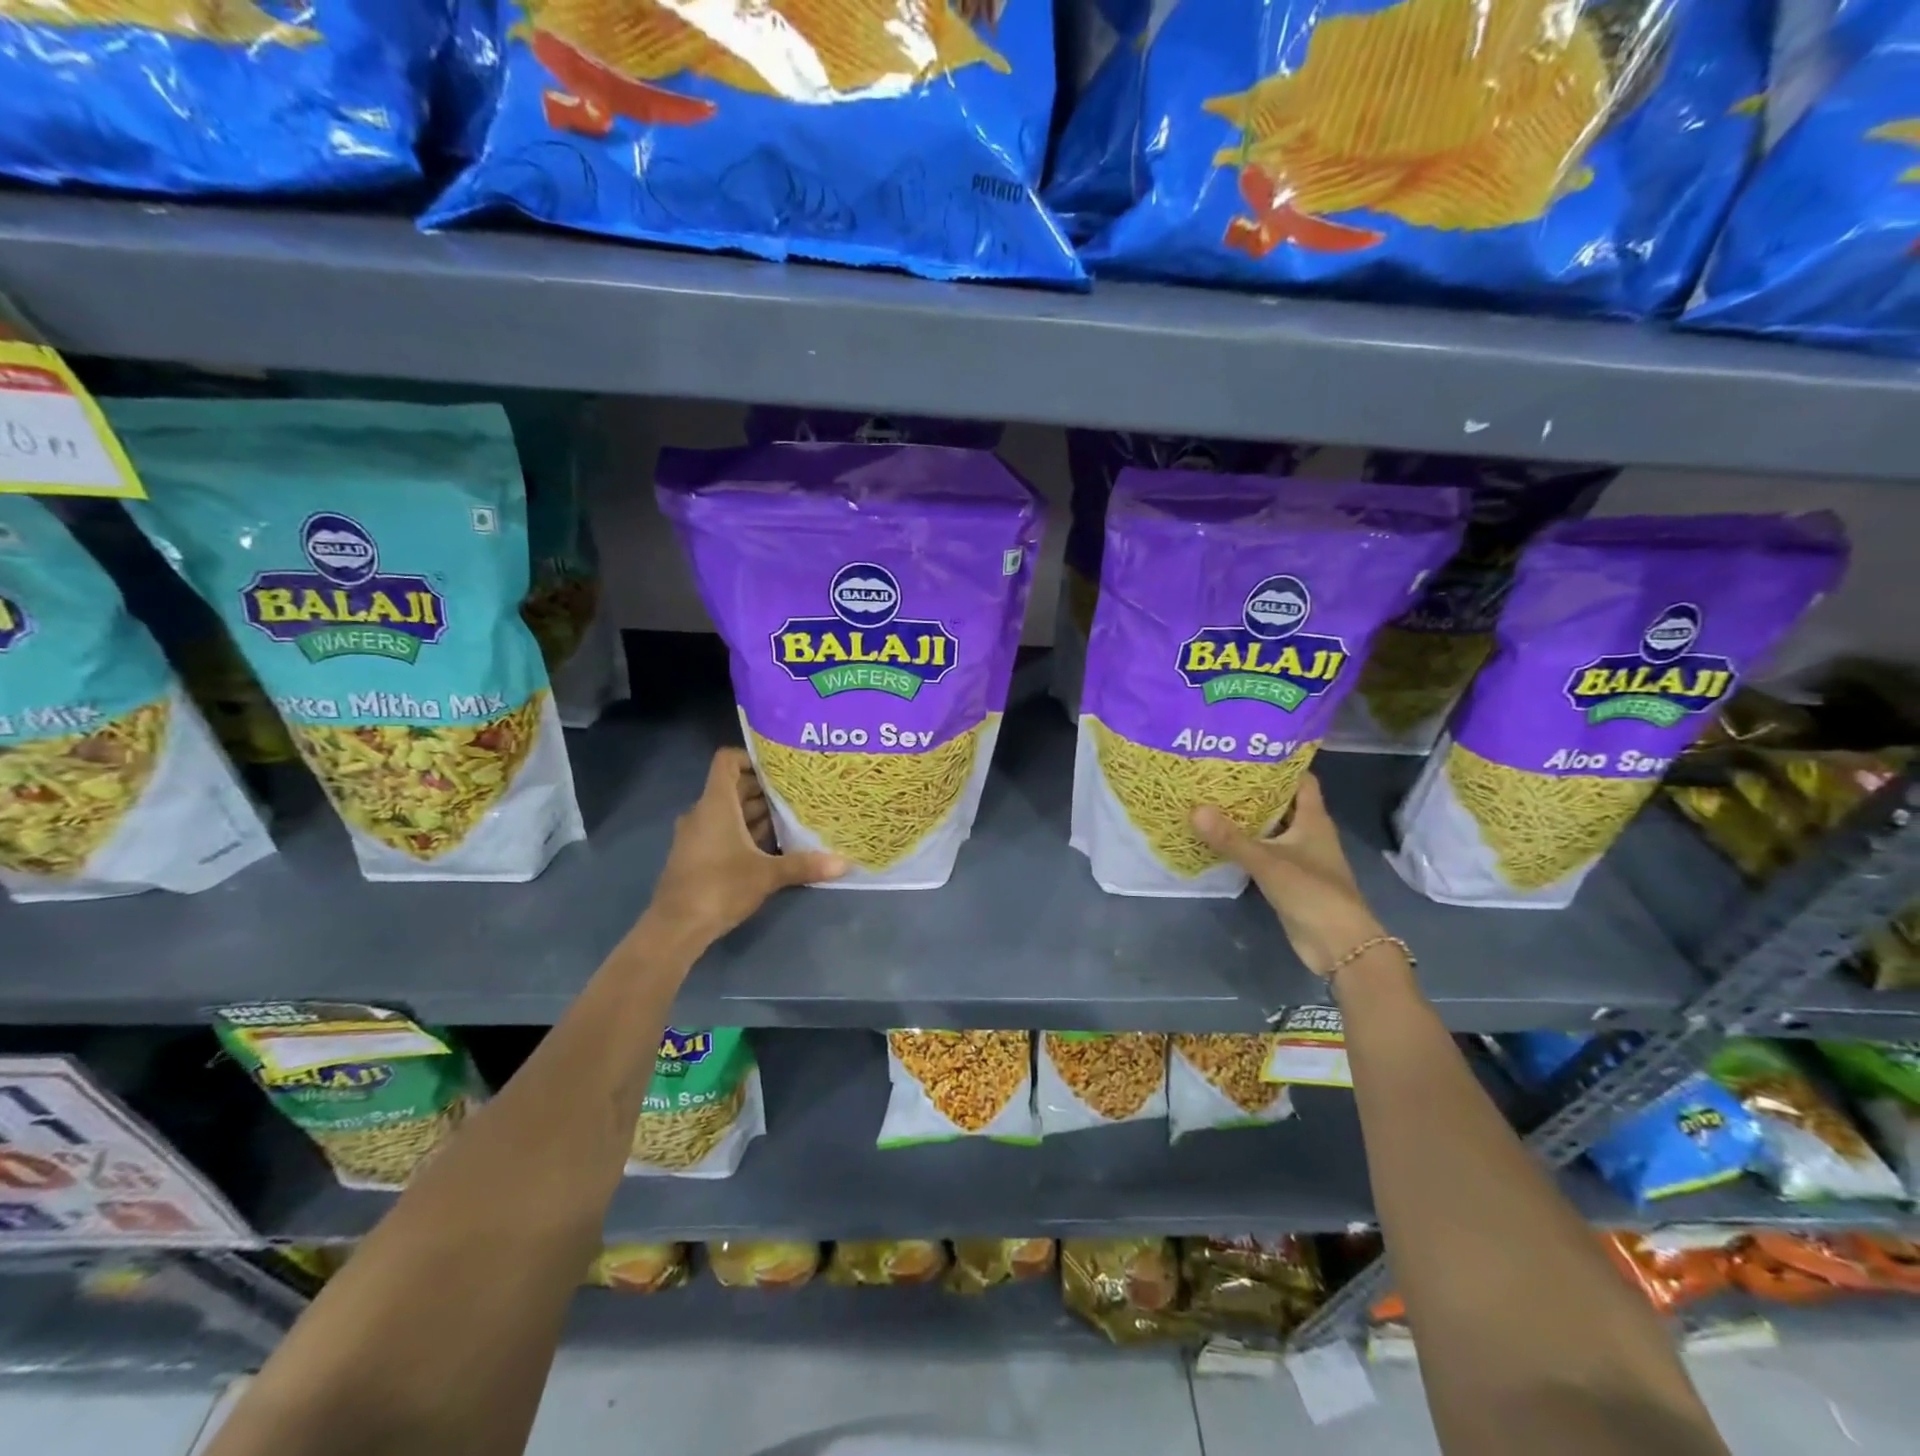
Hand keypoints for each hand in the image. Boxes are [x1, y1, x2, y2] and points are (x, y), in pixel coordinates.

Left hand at [648, 748, 846, 946]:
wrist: (676, 927)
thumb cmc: (719, 887)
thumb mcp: (767, 875)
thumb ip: (804, 865)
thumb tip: (845, 863)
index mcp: (716, 804)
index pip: (727, 761)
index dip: (751, 757)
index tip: (780, 767)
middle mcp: (703, 813)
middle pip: (734, 787)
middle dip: (765, 789)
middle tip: (799, 792)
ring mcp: (698, 835)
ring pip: (730, 812)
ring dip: (758, 813)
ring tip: (794, 816)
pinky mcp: (698, 856)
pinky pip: (724, 832)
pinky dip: (747, 832)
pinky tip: (774, 846)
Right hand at [1191, 775, 1384, 976]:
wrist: (1338, 945)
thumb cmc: (1312, 893)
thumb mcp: (1268, 862)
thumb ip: (1230, 839)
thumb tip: (1194, 810)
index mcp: (1313, 819)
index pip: (1300, 779)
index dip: (1279, 763)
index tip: (1246, 751)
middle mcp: (1308, 833)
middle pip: (1281, 801)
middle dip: (1253, 789)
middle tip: (1217, 774)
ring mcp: (1299, 856)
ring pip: (1270, 828)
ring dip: (1247, 817)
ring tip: (1211, 799)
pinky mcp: (1288, 878)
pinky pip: (1263, 851)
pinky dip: (1245, 843)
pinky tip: (1219, 838)